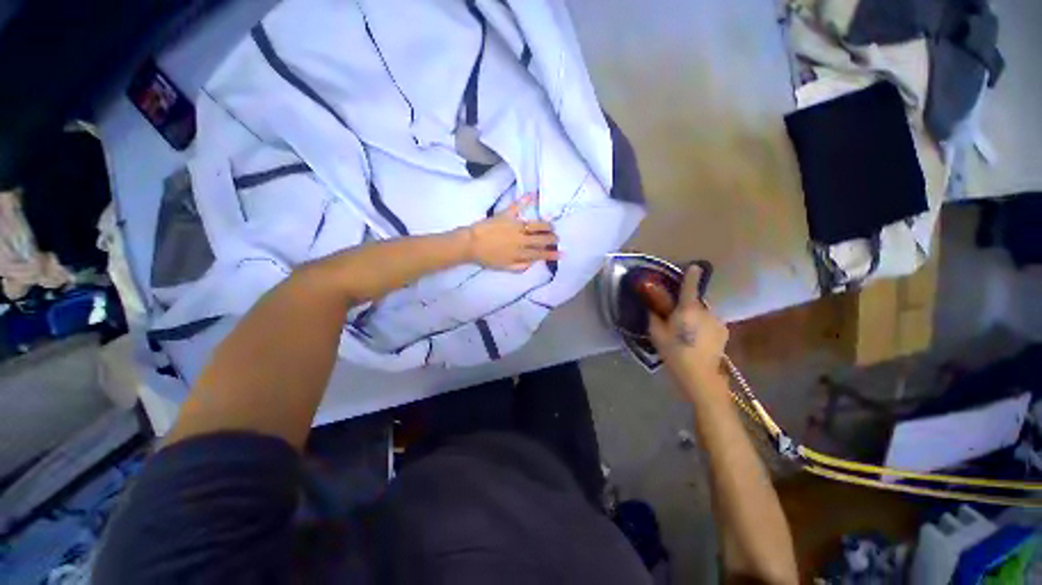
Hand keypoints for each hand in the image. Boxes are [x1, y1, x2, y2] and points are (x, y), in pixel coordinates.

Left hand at [462, 195, 559, 271]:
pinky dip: (525, 200)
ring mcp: (515, 226)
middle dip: (552, 239)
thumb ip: (520, 266)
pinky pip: (517, 206)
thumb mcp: (504, 267)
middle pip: (541, 239)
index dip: (551, 254)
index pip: (539, 254)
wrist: (471, 244)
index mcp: (520, 253)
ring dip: (546, 226)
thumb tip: (533, 263)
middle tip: (557, 238)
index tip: (562, 253)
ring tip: (551, 226)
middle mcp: (521, 240)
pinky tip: (533, 195)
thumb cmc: (486, 257)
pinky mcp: (506, 216)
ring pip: (535, 225)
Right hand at [647, 266, 729, 393]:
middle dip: (687, 306)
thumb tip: (653, 306)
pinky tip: (697, 340)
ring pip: (703, 313)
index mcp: (688, 309)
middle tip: (677, 318)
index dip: (691, 275)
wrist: (700, 376)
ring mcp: (717, 322)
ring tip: (687, 332)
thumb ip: (654, 316)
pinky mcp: (723, 332)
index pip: (690, 287)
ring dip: (695, 317)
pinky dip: (703, 326)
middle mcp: (706, 311)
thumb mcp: (656, 334)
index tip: (694, 266)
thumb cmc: (674, 352)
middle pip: (695, 302)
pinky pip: (710, 323)